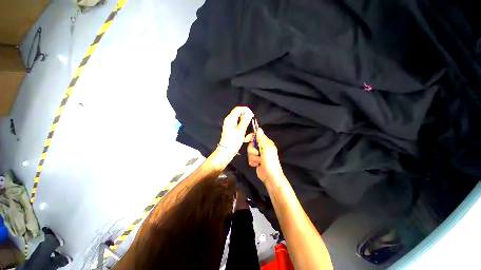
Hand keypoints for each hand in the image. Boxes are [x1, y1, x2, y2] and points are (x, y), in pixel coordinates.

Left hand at [218, 106, 253, 156]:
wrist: (226, 150)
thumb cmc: (233, 141)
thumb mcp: (241, 131)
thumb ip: (245, 121)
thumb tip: (249, 114)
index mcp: (230, 119)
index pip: (238, 109)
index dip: (246, 110)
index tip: (252, 115)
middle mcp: (228, 119)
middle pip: (238, 112)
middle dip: (245, 114)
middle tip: (251, 120)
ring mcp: (229, 123)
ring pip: (238, 117)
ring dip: (244, 119)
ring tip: (248, 125)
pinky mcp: (230, 127)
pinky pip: (237, 121)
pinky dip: (242, 123)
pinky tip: (244, 128)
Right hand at [245, 128, 284, 182]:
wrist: (270, 176)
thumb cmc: (270, 161)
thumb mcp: (267, 148)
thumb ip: (262, 138)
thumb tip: (259, 129)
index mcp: (265, 143)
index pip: (256, 136)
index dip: (250, 137)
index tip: (245, 140)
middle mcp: (261, 148)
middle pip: (250, 145)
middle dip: (252, 150)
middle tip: (257, 154)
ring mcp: (258, 155)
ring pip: (249, 152)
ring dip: (253, 158)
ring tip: (259, 161)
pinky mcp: (255, 161)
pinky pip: (249, 159)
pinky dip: (252, 162)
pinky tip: (257, 165)